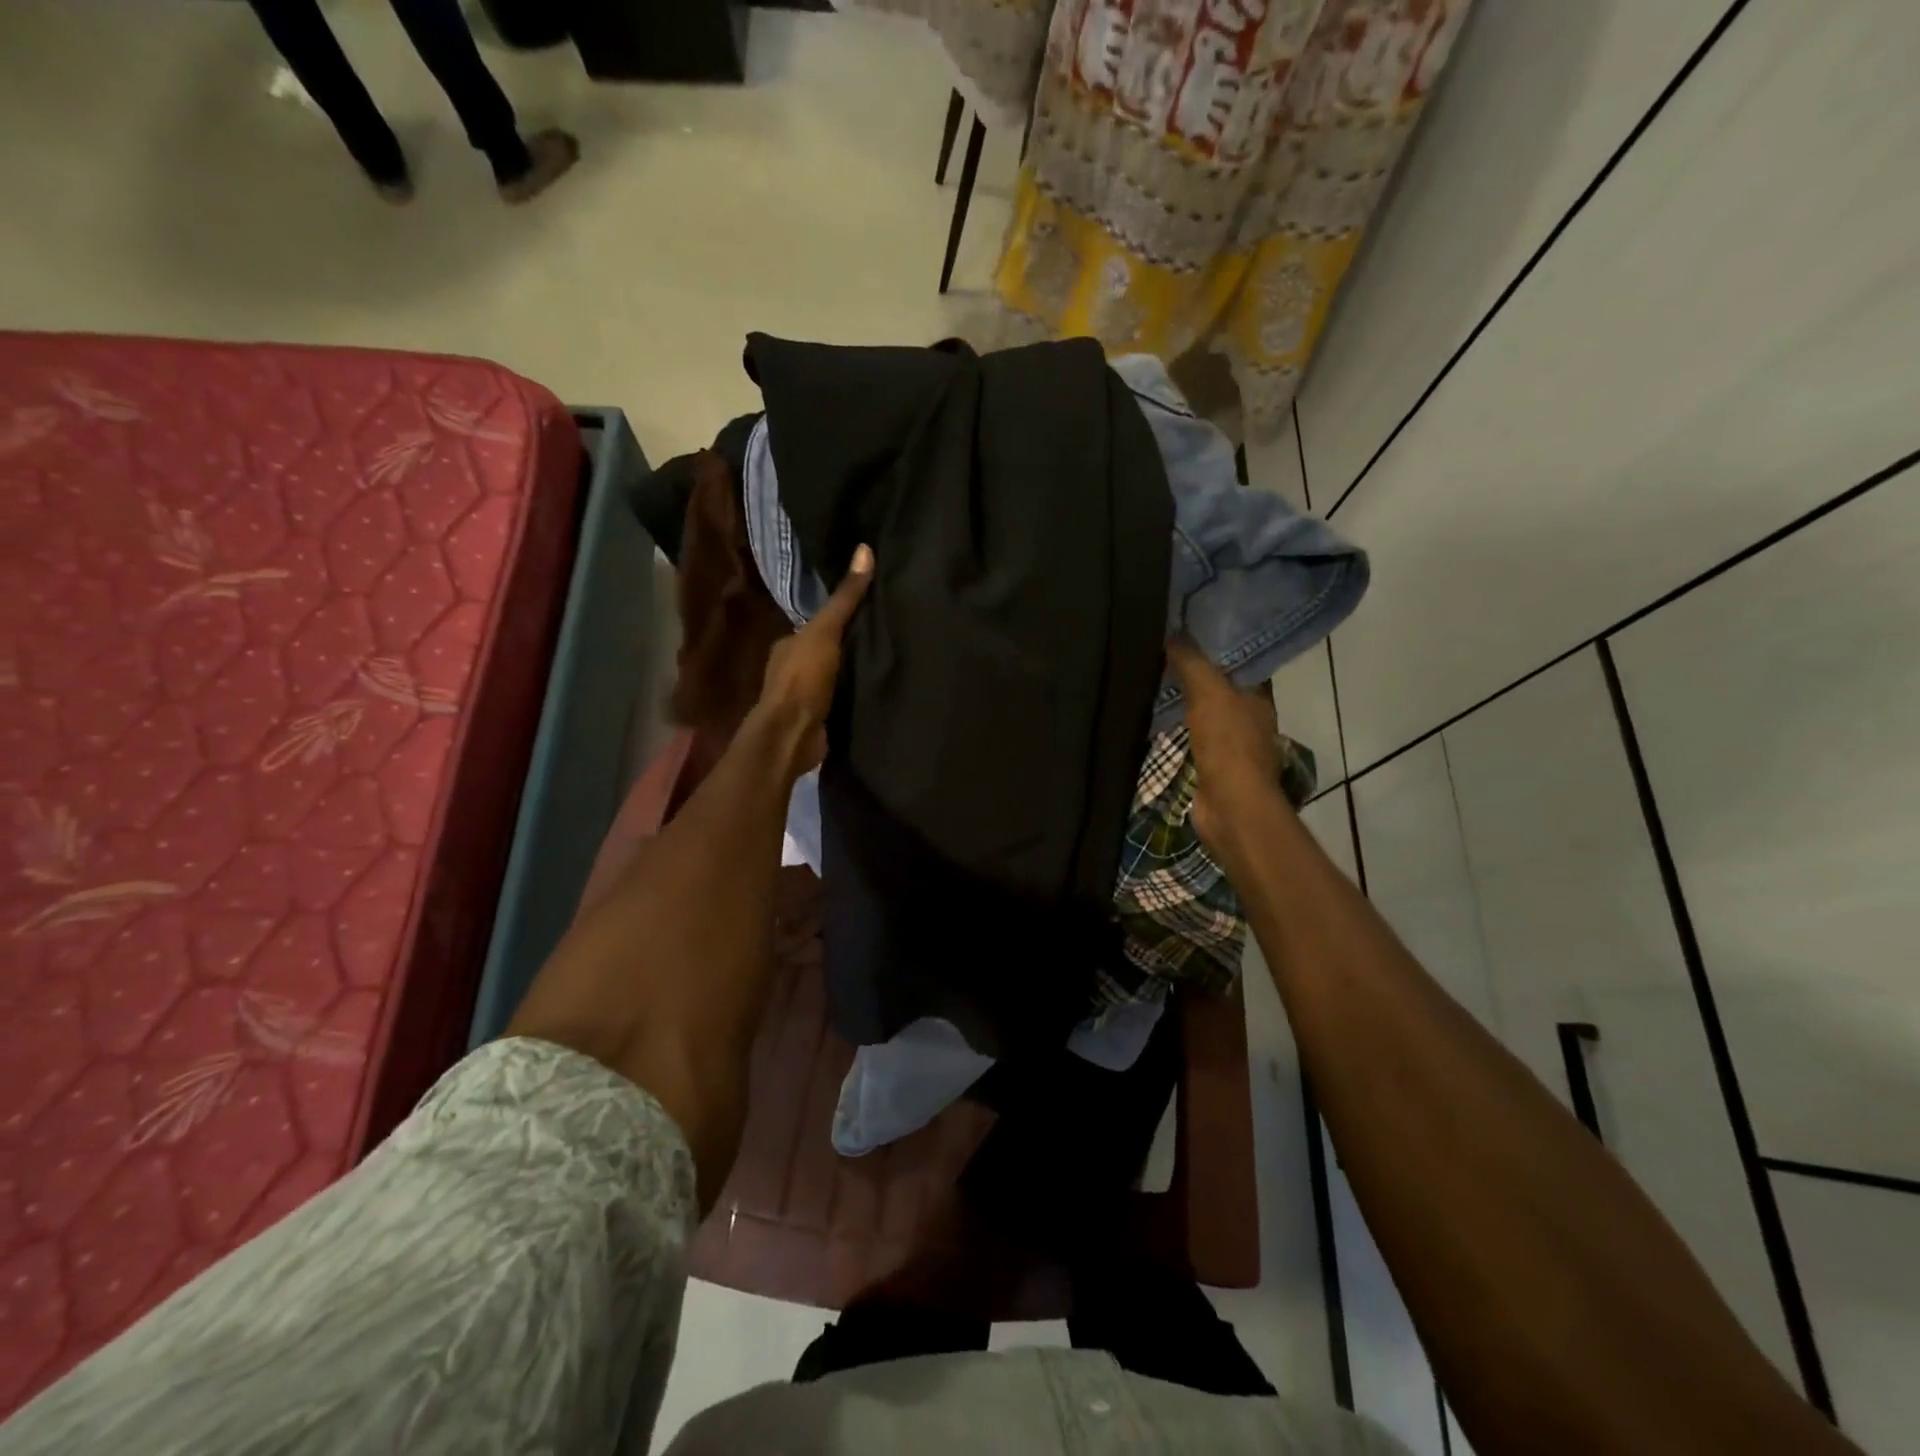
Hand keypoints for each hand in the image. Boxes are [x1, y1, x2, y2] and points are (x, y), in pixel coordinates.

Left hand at [752, 544, 873, 775]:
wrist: (793, 735)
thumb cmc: (803, 678)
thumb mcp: (826, 631)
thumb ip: (846, 598)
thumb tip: (865, 549)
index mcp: (789, 644)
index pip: (818, 624)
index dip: (841, 616)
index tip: (871, 609)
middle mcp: (793, 668)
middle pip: (827, 650)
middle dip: (850, 645)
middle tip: (887, 634)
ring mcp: (805, 696)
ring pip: (835, 676)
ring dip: (854, 671)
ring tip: (890, 660)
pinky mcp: (820, 719)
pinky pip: (842, 700)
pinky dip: (855, 695)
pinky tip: (878, 690)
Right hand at [1167, 636, 1284, 858]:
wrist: (1230, 805)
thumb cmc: (1227, 744)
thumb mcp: (1208, 692)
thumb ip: (1191, 662)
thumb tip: (1173, 633)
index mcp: (1259, 696)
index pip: (1242, 662)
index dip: (1218, 646)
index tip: (1190, 630)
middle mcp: (1251, 718)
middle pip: (1223, 687)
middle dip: (1199, 673)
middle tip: (1166, 652)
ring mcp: (1234, 745)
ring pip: (1208, 713)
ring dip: (1188, 702)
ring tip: (1157, 681)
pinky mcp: (1215, 766)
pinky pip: (1195, 737)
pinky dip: (1181, 728)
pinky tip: (1159, 718)